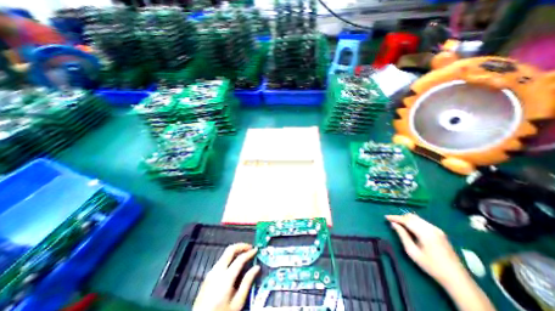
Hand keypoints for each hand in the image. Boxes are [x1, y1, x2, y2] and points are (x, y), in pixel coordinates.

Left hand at [193, 243, 261, 310]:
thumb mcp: (237, 303)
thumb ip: (247, 283)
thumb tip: (256, 267)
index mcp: (225, 278)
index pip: (240, 259)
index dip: (249, 253)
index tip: (256, 250)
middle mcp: (217, 271)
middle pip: (230, 250)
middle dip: (241, 246)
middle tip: (250, 248)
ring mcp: (211, 272)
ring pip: (225, 254)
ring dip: (235, 251)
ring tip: (244, 254)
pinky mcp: (208, 275)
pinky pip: (221, 260)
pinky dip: (230, 257)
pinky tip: (235, 263)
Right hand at [387, 213, 466, 286]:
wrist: (457, 278)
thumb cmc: (431, 266)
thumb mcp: (412, 252)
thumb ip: (402, 235)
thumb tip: (393, 224)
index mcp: (425, 233)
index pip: (406, 220)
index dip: (395, 217)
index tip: (385, 217)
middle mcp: (431, 228)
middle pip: (412, 217)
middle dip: (400, 217)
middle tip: (391, 221)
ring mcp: (437, 229)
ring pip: (417, 218)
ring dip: (406, 219)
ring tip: (398, 224)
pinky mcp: (439, 232)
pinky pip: (422, 222)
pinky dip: (413, 222)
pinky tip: (409, 227)